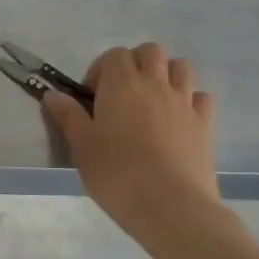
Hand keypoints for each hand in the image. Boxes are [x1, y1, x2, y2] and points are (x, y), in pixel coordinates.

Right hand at [43, 43, 224, 243]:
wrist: (170, 206)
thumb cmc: (117, 174)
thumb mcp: (81, 146)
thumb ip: (68, 115)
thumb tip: (53, 94)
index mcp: (122, 85)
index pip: (114, 55)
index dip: (101, 69)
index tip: (92, 97)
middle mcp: (156, 84)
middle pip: (150, 52)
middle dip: (135, 63)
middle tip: (121, 93)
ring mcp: (184, 102)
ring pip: (180, 67)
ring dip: (165, 74)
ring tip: (151, 100)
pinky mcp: (205, 124)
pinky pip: (201, 96)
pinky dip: (190, 99)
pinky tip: (178, 118)